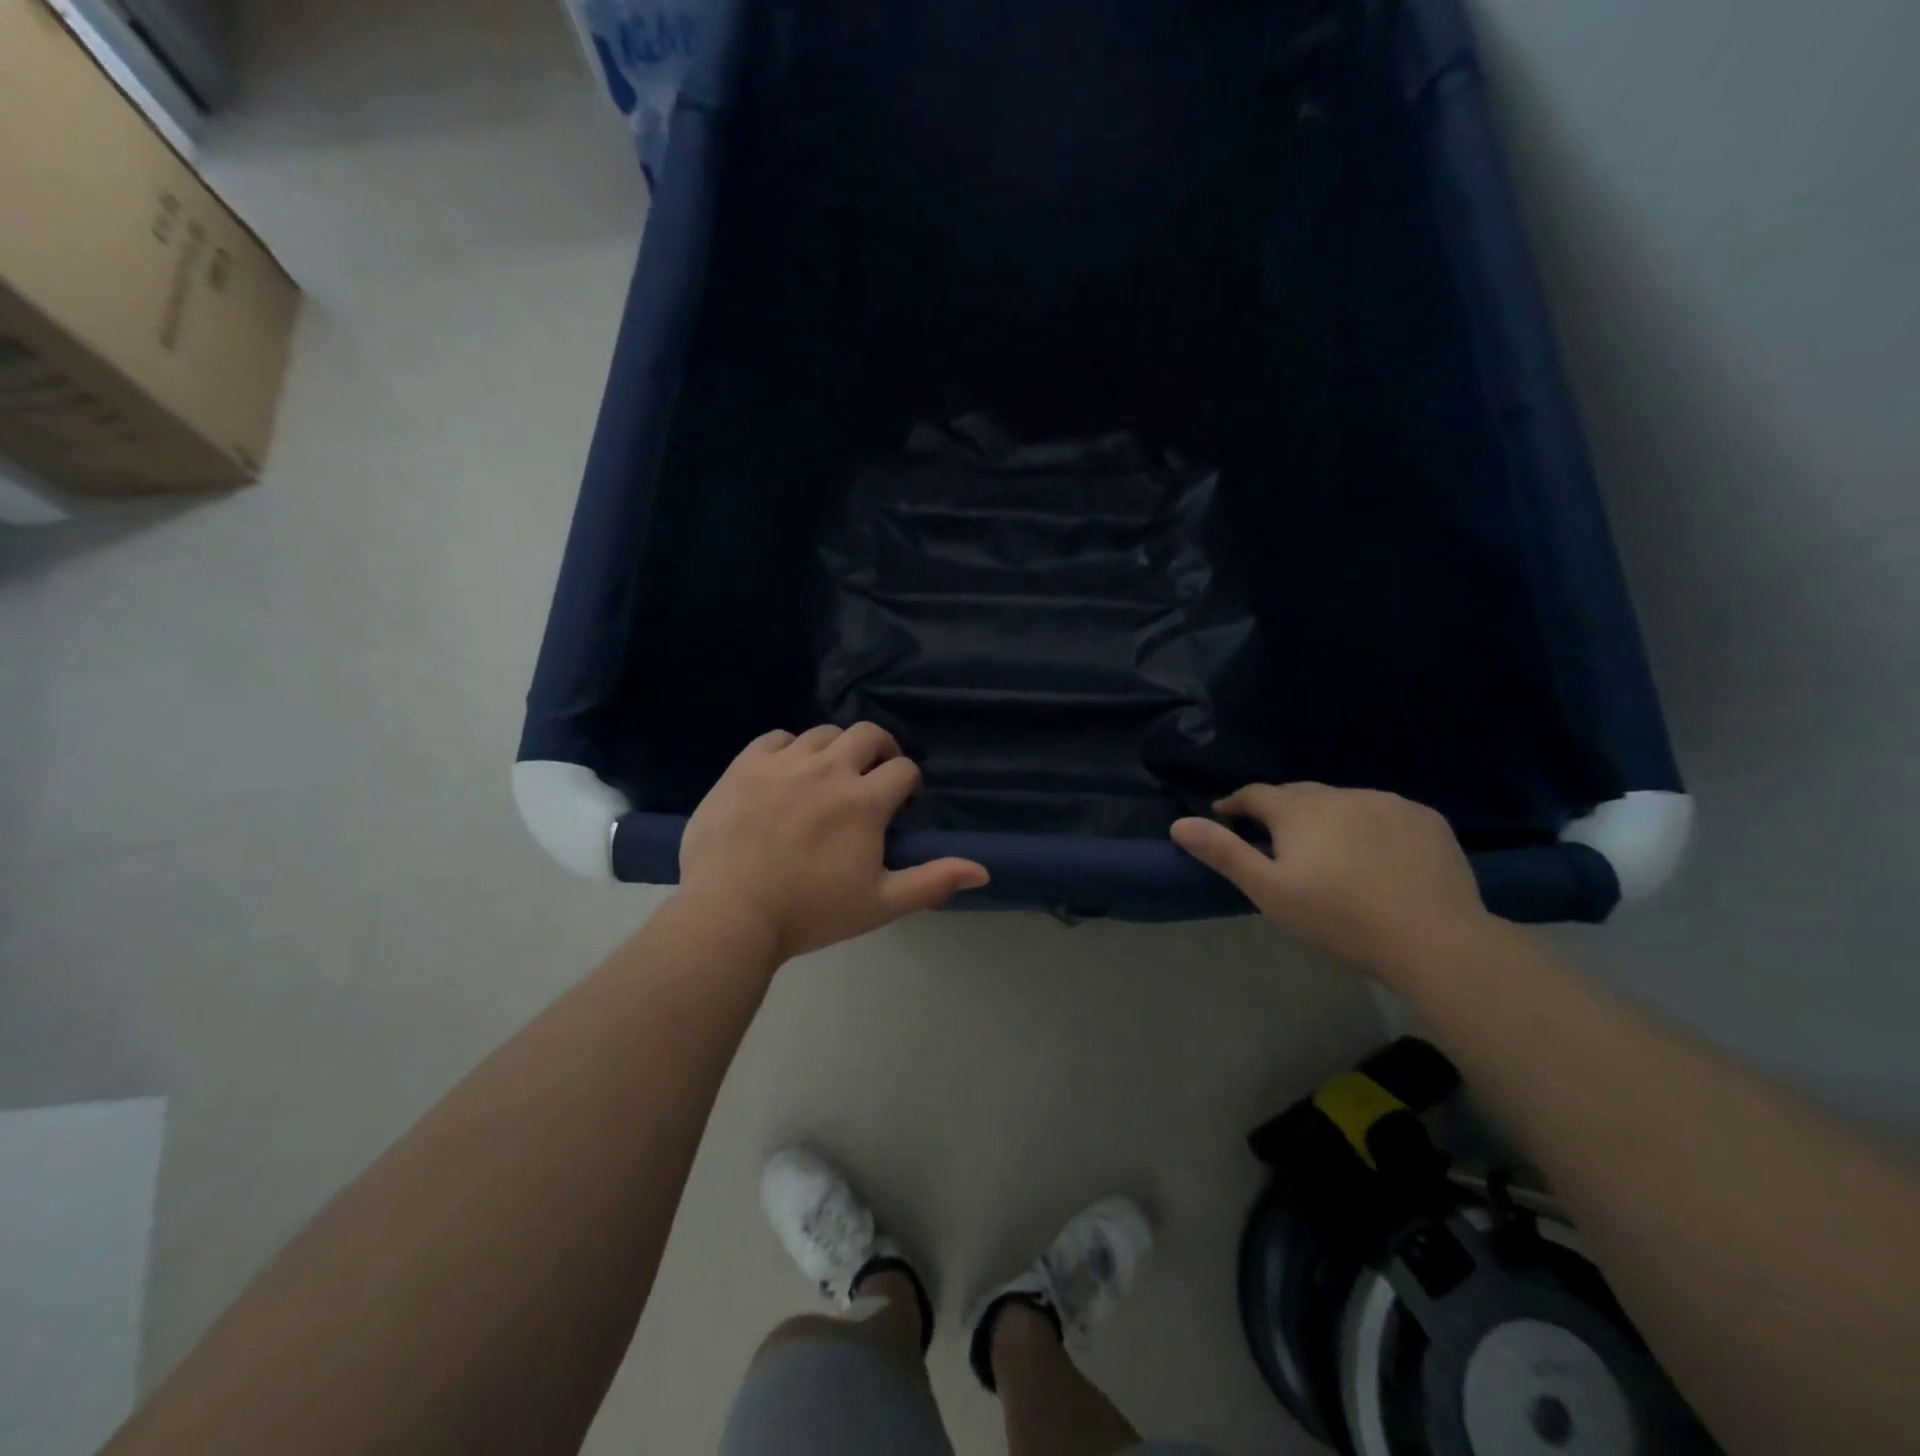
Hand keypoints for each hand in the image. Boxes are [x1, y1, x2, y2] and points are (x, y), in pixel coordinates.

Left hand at [678, 724, 988, 961]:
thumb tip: (983, 870)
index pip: (904, 769)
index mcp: (864, 801)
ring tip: (828, 777)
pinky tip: (786, 774)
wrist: (729, 915)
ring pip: (824, 733)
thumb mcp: (880, 904)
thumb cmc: (810, 913)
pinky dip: (790, 749)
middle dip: (880, 752)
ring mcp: (784, 763)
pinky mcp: (746, 765)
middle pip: (868, 735)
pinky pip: (777, 738)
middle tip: (872, 779)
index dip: (908, 784)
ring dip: (836, 749)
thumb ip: (932, 882)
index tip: (898, 806)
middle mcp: (829, 769)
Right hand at [1170, 783, 1491, 969]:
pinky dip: (1369, 824)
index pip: (1256, 794)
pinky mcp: (1426, 820)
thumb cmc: (1338, 919)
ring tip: (1327, 847)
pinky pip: (1384, 811)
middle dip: (1280, 809)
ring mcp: (1388, 803)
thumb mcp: (1269, 892)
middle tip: (1273, 837)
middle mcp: (1341, 795)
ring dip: (1326, 816)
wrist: (1434, 940)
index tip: (1225, 816)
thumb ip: (1224, 853)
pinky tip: (1376, 853)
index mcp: (1299, 811)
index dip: (1235, 804)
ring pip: (1343, 801)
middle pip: (1300, 793)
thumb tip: (1179, 824)